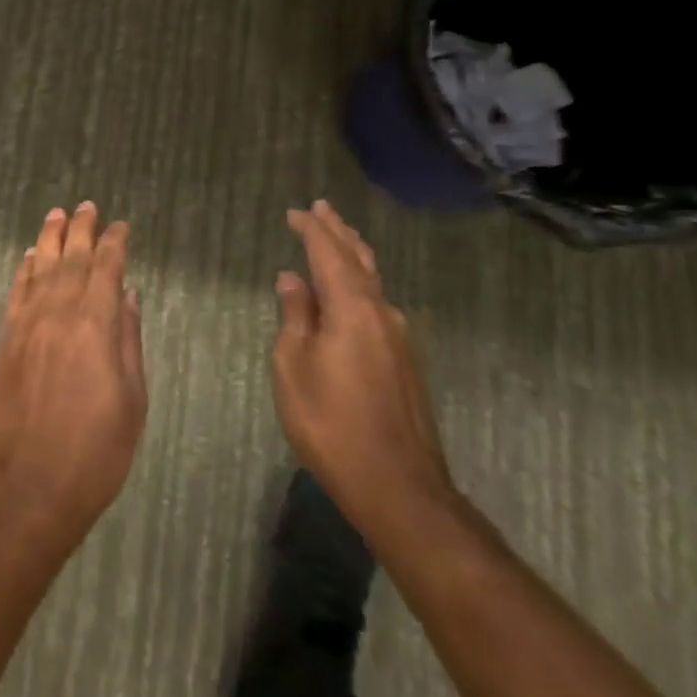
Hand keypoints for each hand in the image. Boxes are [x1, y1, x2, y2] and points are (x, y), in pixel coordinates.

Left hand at [0, 203, 146, 547]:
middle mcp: (59, 313)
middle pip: (72, 259)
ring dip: (50, 239)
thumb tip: (129, 296)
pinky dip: (25, 270)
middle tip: (87, 207)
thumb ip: (129, 340)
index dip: (115, 244)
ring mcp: (28, 323)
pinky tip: (30, 257)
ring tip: (56, 216)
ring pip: (41, 268)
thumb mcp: (132, 399)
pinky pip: (17, 292)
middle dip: (81, 230)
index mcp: (96, 326)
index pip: (107, 269)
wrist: (31, 481)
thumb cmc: (96, 449)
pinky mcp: (7, 339)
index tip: (121, 226)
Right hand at [272, 200, 454, 546]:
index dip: (311, 230)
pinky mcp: (405, 362)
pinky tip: (352, 291)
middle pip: (359, 260)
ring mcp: (399, 339)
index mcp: (352, 309)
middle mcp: (381, 314)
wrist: (399, 487)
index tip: (295, 212)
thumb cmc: (331, 423)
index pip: (329, 254)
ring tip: (339, 237)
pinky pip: (378, 304)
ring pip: (373, 282)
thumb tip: (292, 278)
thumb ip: (295, 317)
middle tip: (323, 209)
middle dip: (338, 233)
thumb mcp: (294, 367)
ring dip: (353, 255)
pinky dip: (360, 283)